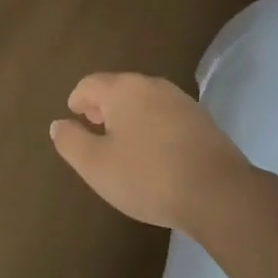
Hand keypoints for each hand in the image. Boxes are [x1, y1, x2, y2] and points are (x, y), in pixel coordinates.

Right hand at [50, 72, 254, 230]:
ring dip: (131, 117)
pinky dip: (155, 128)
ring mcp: (183, 101)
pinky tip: (156, 154)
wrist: (219, 194)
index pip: (90, 84)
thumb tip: (59, 124)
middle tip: (96, 129)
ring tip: (125, 145)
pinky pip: (168, 117)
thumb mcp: (95, 165)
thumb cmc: (147, 176)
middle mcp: (153, 86)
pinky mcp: (204, 121)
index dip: (77, 101)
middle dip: (104, 107)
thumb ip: (70, 141)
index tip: (74, 118)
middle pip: (119, 89)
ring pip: (146, 102)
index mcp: (123, 89)